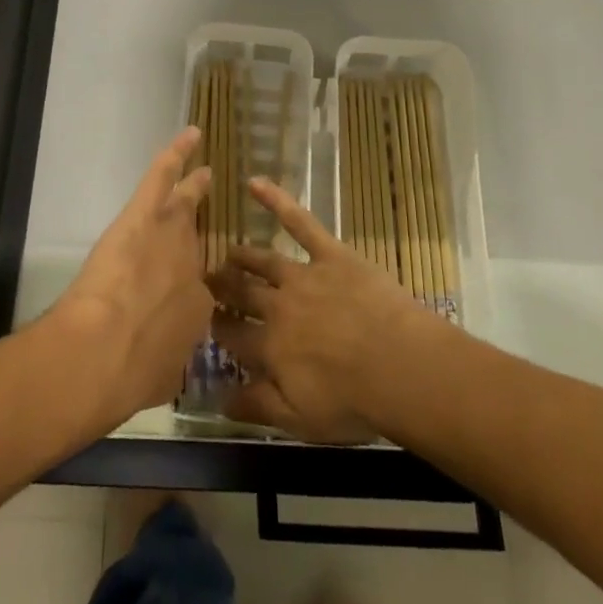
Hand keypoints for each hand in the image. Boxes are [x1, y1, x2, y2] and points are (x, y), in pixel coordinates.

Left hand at [48, 126, 213, 427]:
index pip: (203, 293)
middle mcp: (195, 269)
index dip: (197, 289)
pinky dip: (178, 152)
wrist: (103, 354)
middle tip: (216, 223)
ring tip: (205, 173)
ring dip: (195, 186)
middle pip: (200, 244)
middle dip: (207, 233)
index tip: (193, 288)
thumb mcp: (161, 380)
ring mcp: (172, 235)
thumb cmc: (128, 376)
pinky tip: (191, 134)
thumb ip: (168, 367)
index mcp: (199, 312)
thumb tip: (163, 369)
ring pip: (185, 201)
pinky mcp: (145, 214)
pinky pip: (163, 175)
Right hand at [209, 176, 432, 443]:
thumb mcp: (299, 420)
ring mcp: (302, 274)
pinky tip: (255, 183)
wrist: (398, 365)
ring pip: (264, 261)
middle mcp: (277, 306)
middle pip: (242, 294)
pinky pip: (299, 222)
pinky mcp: (329, 253)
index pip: (232, 334)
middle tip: (208, 280)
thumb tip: (217, 400)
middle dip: (223, 288)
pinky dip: (277, 200)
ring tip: (231, 254)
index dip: (216, 326)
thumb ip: (257, 407)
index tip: (204, 319)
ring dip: (244, 257)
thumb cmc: (353, 400)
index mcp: (268, 347)